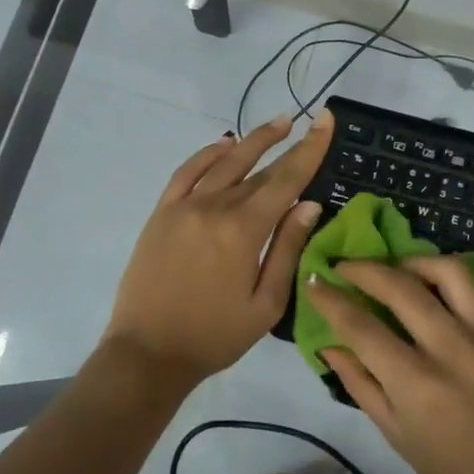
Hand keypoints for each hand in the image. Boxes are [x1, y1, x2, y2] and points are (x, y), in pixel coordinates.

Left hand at [102, 111, 334, 390]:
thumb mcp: (265, 304)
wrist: (148, 352)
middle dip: (288, 144)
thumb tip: (309, 204)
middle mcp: (214, 207)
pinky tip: (225, 145)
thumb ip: (287, 250)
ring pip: (224, 162)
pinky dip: (208, 154)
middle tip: (311, 121)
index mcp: (243, 231)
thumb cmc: (215, 336)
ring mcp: (183, 206)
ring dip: (253, 141)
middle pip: (259, 170)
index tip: (326, 120)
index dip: (310, 149)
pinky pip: (187, 172)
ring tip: (278, 125)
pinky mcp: (161, 212)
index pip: (286, 179)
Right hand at [308, 257, 473, 473]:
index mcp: (415, 385)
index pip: (360, 326)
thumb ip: (362, 386)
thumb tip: (329, 346)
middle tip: (342, 266)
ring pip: (444, 271)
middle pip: (397, 286)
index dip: (330, 299)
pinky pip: (473, 288)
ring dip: (409, 261)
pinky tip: (430, 286)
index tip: (313, 282)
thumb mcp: (400, 439)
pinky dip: (444, 276)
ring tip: (392, 269)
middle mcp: (448, 349)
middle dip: (361, 268)